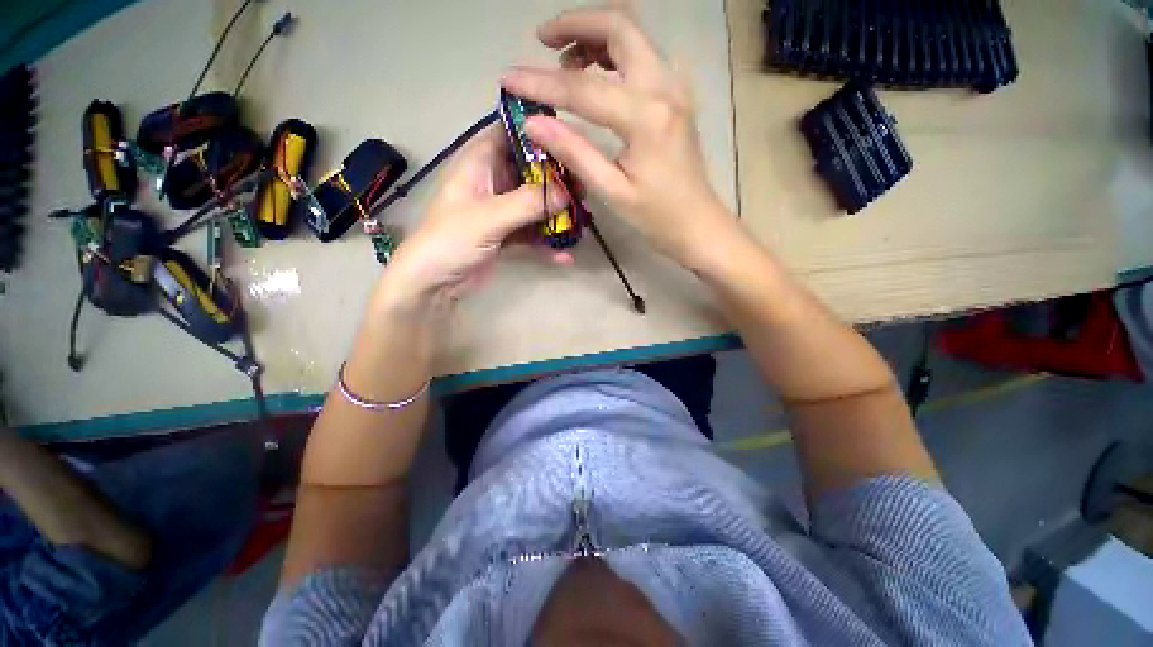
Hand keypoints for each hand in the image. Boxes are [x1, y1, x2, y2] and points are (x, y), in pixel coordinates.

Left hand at [382, 125, 568, 309]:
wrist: (434, 283)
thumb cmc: (451, 239)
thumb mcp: (489, 217)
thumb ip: (528, 203)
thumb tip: (567, 192)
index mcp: (480, 163)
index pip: (511, 133)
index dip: (538, 133)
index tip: (570, 141)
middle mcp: (493, 182)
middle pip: (530, 171)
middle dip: (557, 181)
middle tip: (584, 189)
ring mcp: (501, 210)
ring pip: (534, 204)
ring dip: (556, 214)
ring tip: (582, 222)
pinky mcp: (506, 235)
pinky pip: (532, 233)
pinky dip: (547, 243)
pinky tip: (565, 256)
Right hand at [501, 7, 735, 266]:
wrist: (698, 223)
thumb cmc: (657, 216)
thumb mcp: (612, 191)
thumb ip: (574, 152)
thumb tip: (533, 122)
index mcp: (646, 117)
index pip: (582, 88)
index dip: (540, 82)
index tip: (508, 78)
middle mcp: (664, 88)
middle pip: (619, 27)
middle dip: (575, 24)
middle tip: (541, 41)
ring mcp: (674, 88)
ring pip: (633, 36)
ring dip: (594, 36)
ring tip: (563, 60)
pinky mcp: (675, 96)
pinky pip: (642, 56)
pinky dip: (613, 53)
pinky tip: (595, 74)